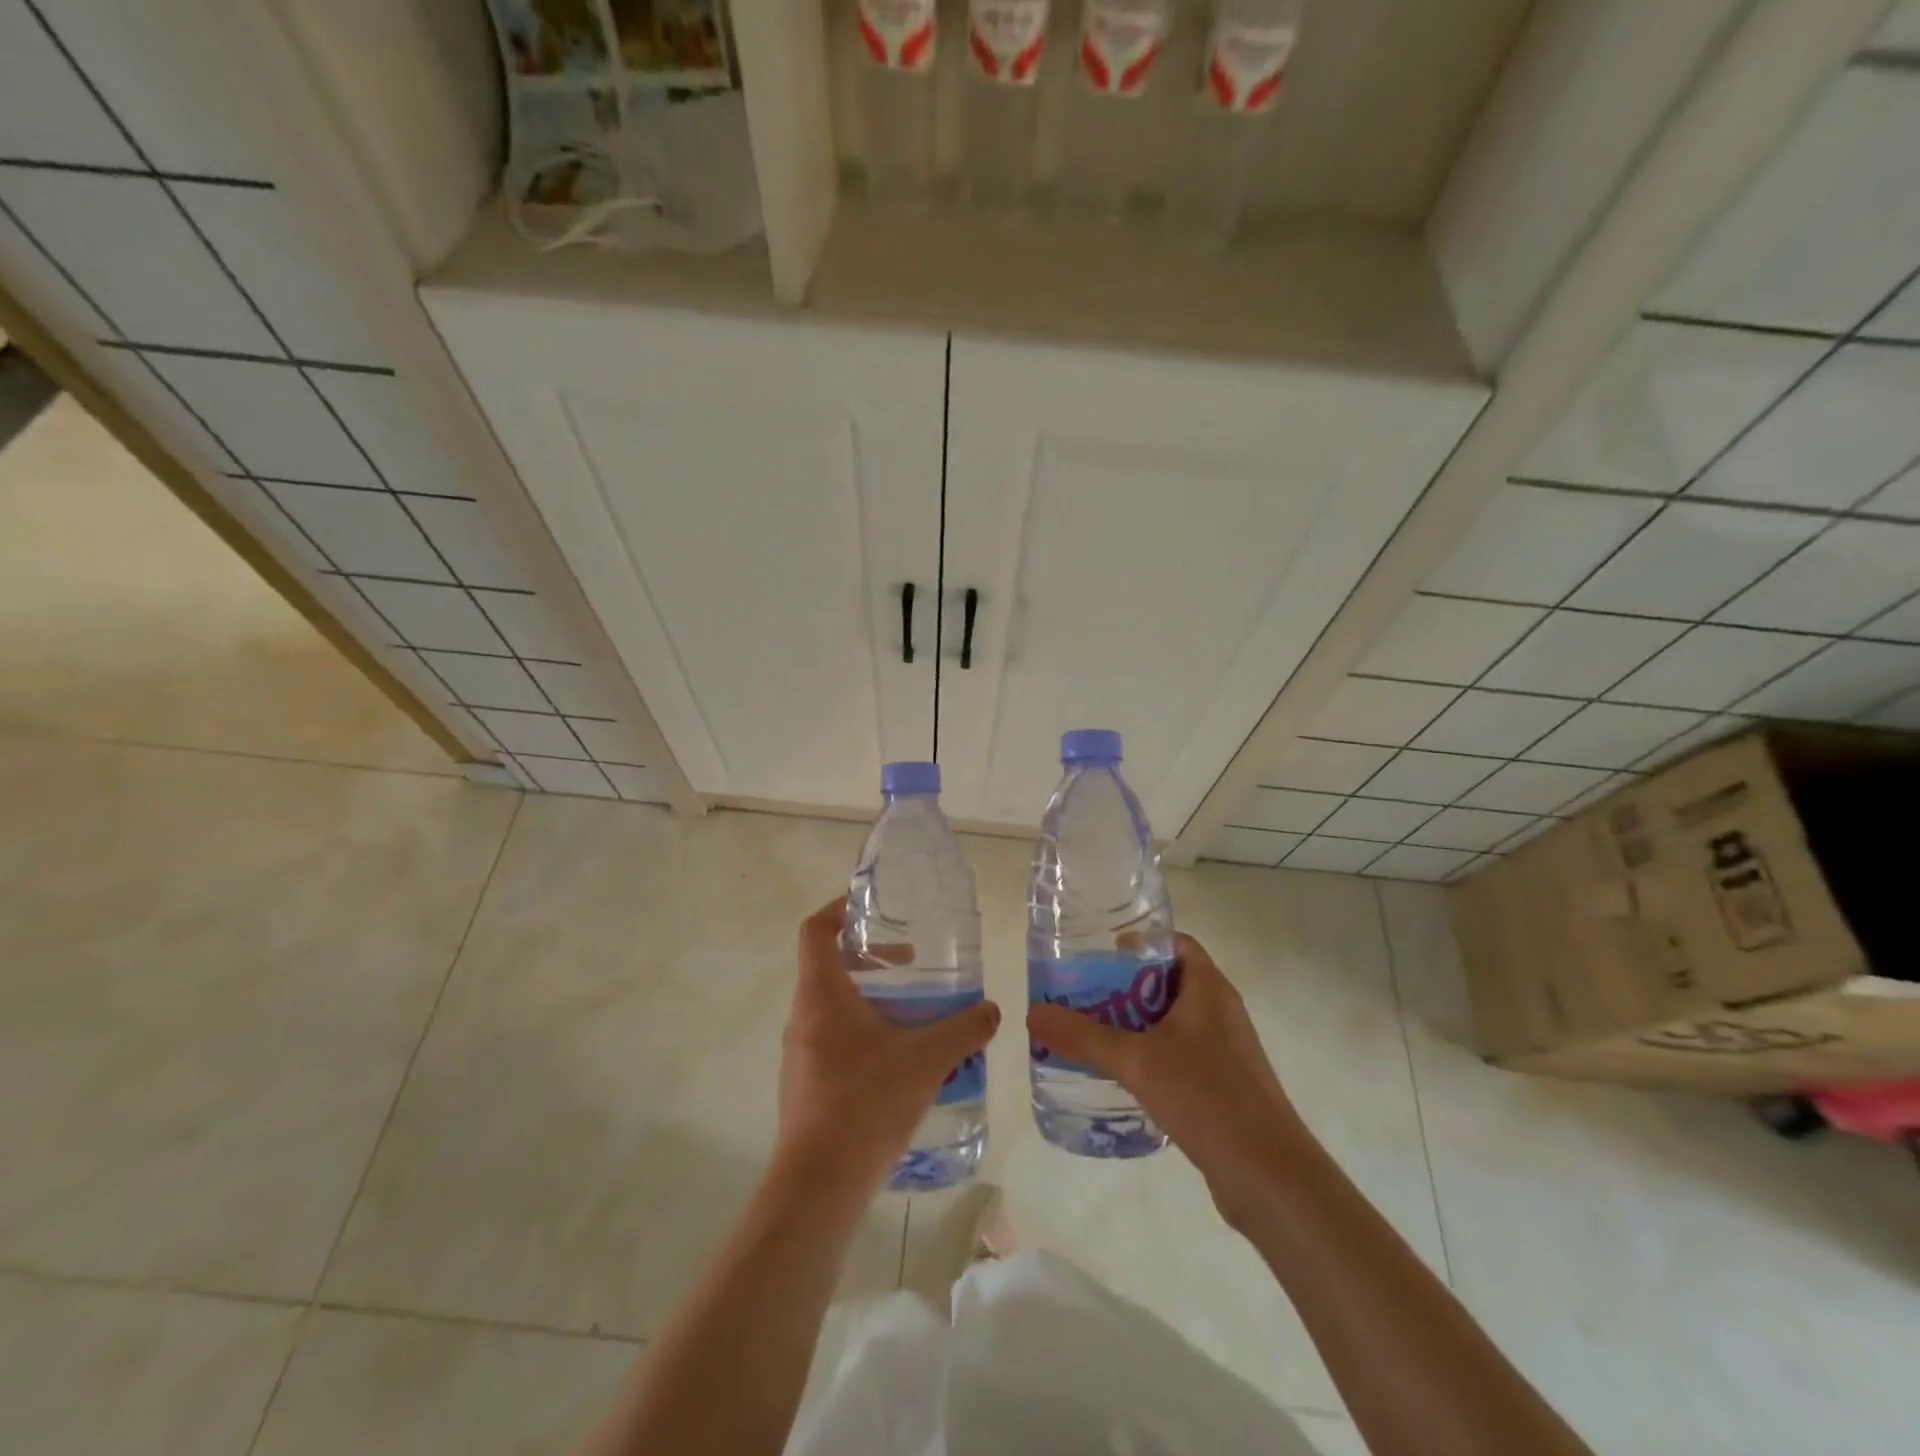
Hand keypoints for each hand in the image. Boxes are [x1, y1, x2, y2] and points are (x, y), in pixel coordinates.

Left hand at [776, 899, 1000, 1196]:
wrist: (819, 1186)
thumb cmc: (866, 1103)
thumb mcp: (925, 1059)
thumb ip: (963, 1030)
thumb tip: (992, 1011)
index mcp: (821, 995)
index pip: (815, 931)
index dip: (838, 909)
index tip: (871, 908)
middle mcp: (803, 1018)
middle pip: (828, 967)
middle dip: (869, 959)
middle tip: (909, 963)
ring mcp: (800, 1055)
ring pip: (831, 1007)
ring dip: (869, 1000)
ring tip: (912, 1014)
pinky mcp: (806, 1086)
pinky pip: (833, 1041)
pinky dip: (863, 1034)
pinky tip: (900, 1062)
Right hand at [1027, 933, 1308, 1225]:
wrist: (1270, 1177)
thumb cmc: (1207, 1097)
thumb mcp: (1136, 1061)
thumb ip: (1083, 1036)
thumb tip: (1032, 1012)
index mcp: (1209, 989)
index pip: (1175, 943)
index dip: (1139, 941)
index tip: (1100, 952)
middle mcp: (1220, 1011)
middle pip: (1168, 981)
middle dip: (1126, 985)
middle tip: (1083, 993)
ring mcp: (1226, 1050)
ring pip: (1173, 1021)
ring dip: (1136, 1022)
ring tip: (1093, 1032)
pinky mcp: (1225, 1085)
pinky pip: (1181, 1054)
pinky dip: (1152, 1054)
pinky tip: (1123, 1075)